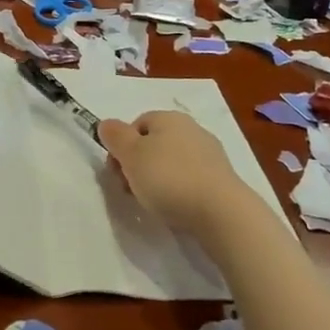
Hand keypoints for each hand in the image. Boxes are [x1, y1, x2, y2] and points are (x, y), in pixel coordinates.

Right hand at [97, 110, 255, 239]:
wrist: (221, 212)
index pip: (137, 125)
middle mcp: (191, 129)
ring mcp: (210, 154)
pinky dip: (180, 191)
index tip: (117, 173)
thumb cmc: (169, 178)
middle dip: (138, 165)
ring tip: (154, 203)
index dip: (122, 148)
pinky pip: (190, 179)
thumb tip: (107, 124)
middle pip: (154, 144)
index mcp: (169, 117)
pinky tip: (177, 208)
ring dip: (158, 180)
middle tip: (131, 190)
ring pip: (172, 163)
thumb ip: (115, 136)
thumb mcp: (131, 155)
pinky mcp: (222, 179)